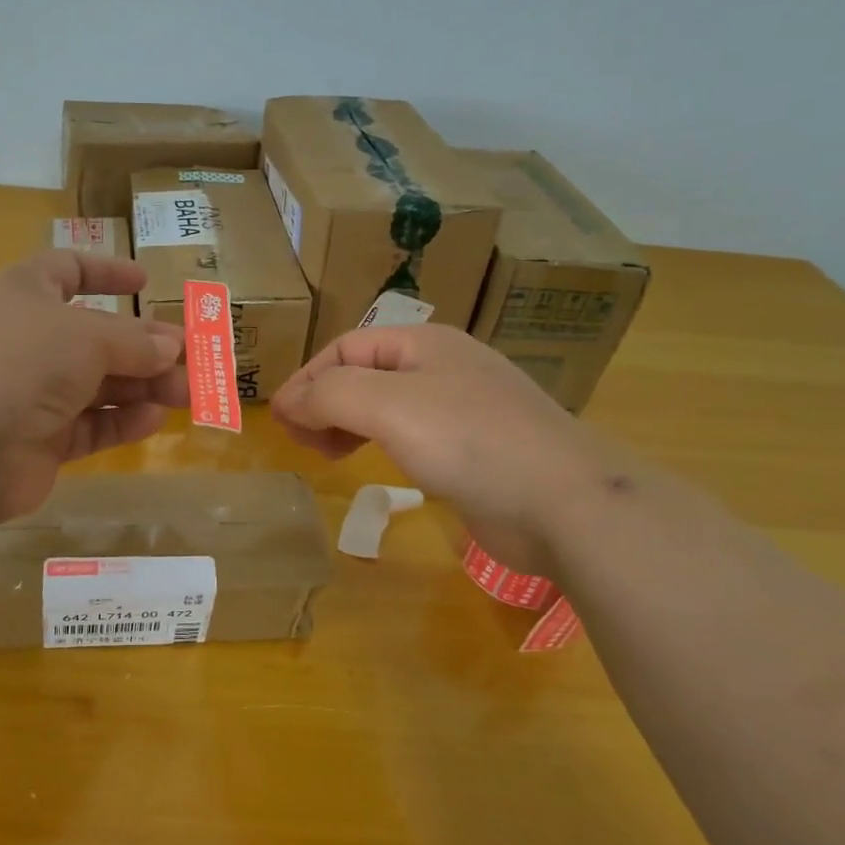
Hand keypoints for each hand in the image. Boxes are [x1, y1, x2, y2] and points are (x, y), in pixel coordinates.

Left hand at [0, 250, 187, 523]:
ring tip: (188, 394)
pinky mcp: (39, 440)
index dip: (106, 272)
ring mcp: (31, 393)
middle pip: (95, 336)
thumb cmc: (22, 362)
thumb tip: (172, 345)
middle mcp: (27, 340)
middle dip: (145, 346)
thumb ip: (134, 340)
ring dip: (143, 386)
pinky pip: (88, 424)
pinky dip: (120, 421)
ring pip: (97, 384)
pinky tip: (153, 420)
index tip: (146, 283)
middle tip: (193, 359)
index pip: (67, 269)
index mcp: (24, 294)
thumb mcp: (87, 336)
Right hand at [272, 323, 622, 569]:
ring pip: (386, 406)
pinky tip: (376, 466)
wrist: (565, 502)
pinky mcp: (475, 450)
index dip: (306, 380)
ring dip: (348, 424)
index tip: (279, 420)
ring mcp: (463, 409)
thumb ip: (329, 394)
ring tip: (328, 455)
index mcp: (423, 343)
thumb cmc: (469, 441)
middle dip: (324, 402)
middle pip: (364, 374)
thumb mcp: (387, 405)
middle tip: (302, 441)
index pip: (345, 348)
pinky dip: (381, 445)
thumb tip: (287, 402)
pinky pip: (413, 436)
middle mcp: (442, 367)